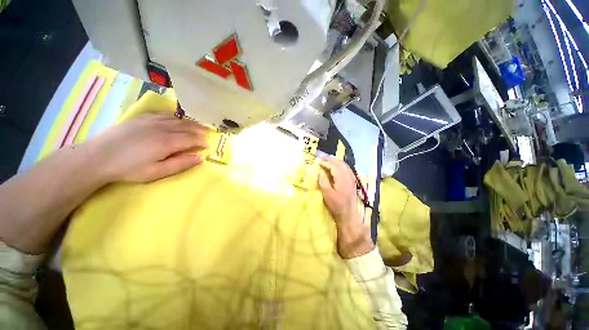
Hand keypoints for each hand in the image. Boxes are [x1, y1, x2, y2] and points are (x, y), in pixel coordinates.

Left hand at [87, 112, 209, 182]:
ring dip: (190, 122)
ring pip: (177, 119)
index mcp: (167, 142)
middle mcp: (162, 128)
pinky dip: (175, 116)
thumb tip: (200, 158)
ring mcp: (151, 121)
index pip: (191, 139)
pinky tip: (178, 118)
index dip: (201, 141)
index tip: (208, 145)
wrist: (98, 156)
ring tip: (199, 125)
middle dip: (200, 130)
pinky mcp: (141, 118)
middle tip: (209, 132)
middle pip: (186, 127)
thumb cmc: (129, 168)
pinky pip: (163, 114)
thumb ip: (180, 164)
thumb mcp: (156, 172)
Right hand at [317, 157, 373, 258]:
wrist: (348, 214)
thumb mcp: (327, 194)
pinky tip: (337, 166)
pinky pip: (347, 169)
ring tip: (327, 160)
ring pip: (344, 165)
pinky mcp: (352, 181)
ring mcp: (351, 179)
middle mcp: (348, 177)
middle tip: (322, 158)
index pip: (333, 166)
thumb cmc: (336, 205)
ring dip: (336, 161)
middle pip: (340, 163)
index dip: (325, 162)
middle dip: (331, 159)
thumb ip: (323, 181)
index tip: (317, 161)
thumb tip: (320, 171)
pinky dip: (341, 165)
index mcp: (342, 179)